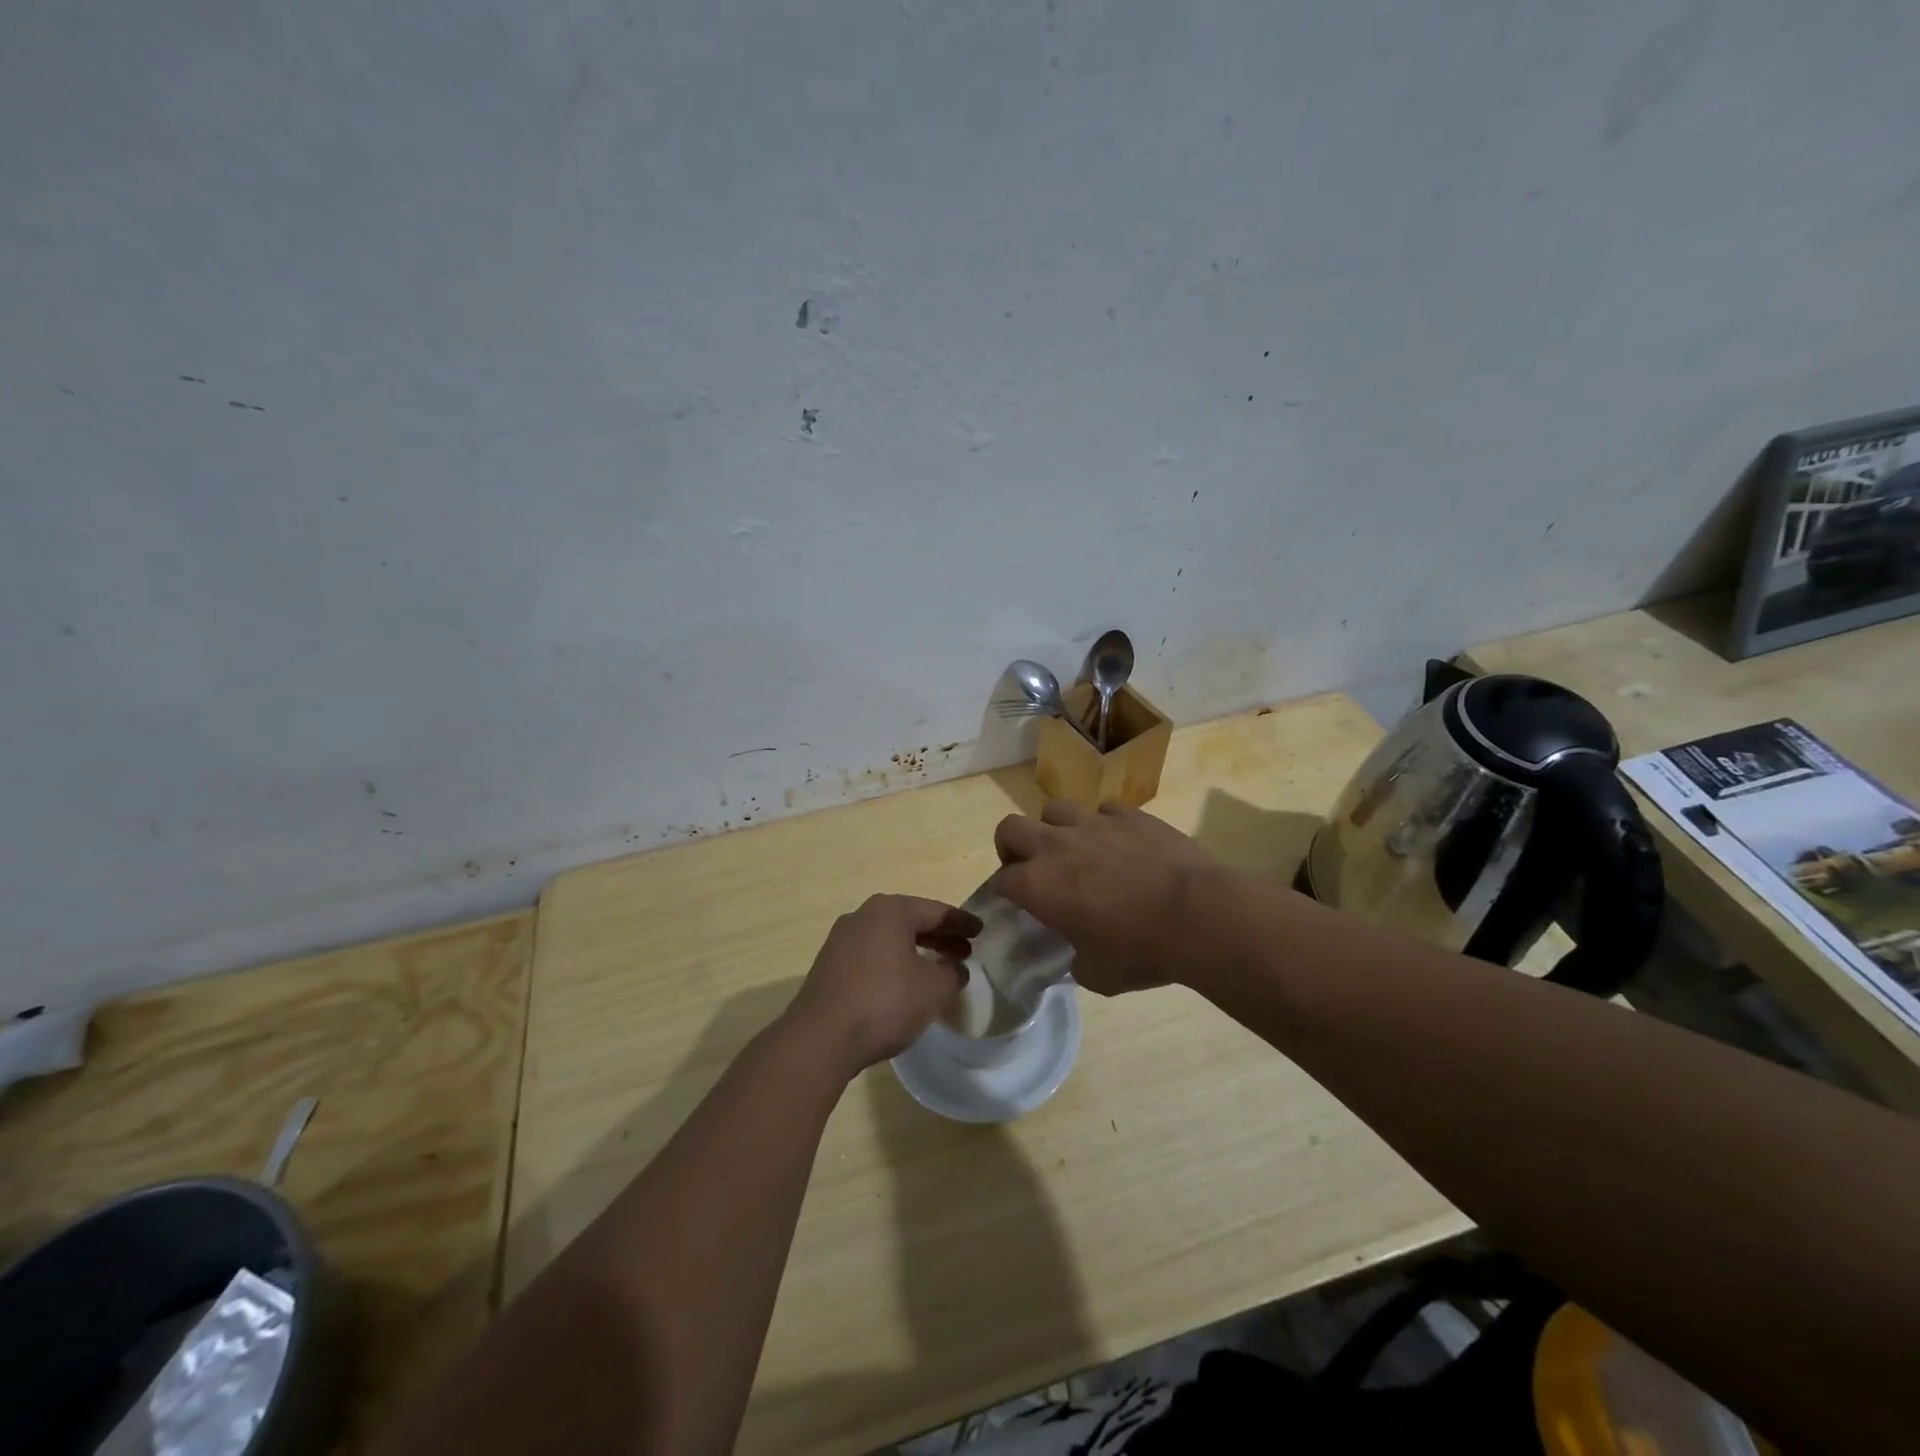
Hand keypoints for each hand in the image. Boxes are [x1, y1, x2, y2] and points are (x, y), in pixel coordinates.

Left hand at [785, 894, 980, 1076]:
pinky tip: (906, 984)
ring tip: (939, 970)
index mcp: (889, 911)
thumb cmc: (885, 1002)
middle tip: (965, 951)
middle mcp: (862, 916)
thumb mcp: (933, 989)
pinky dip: (894, 963)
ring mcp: (841, 940)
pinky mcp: (829, 966)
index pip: (935, 910)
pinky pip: (872, 955)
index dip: (961, 922)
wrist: (821, 1038)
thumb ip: (952, 973)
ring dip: (916, 951)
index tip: (981, 931)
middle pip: (910, 921)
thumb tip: (955, 968)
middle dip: (939, 936)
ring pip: (889, 939)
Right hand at [990, 801, 1218, 994]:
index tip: (1016, 903)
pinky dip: (1103, 824)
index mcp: (1039, 885)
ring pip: (1055, 809)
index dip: (1004, 891)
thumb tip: (1080, 956)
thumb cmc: (1142, 950)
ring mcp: (1094, 824)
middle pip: (1010, 828)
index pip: (1001, 880)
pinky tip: (1119, 843)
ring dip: (1056, 828)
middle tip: (1031, 867)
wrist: (1199, 915)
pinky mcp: (1130, 815)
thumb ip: (1078, 962)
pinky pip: (1104, 809)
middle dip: (1011, 846)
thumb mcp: (1099, 975)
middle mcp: (1057, 846)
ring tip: (1074, 849)